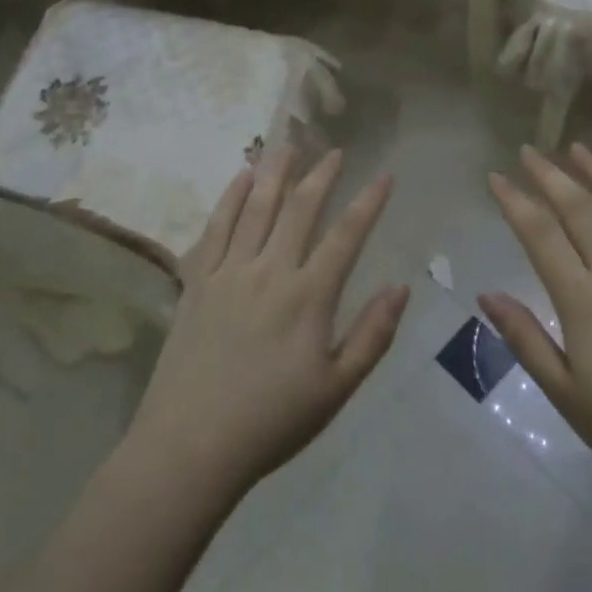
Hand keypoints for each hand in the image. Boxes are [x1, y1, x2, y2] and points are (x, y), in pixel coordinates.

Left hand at [126, 147, 409, 499]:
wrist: (191, 446)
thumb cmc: (271, 421)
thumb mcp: (336, 389)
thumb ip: (372, 335)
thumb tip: (401, 288)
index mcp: (308, 297)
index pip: (346, 236)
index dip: (368, 203)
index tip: (384, 175)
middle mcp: (270, 272)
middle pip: (300, 210)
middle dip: (321, 175)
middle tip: (334, 150)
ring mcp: (229, 272)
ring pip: (256, 208)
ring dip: (275, 173)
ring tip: (288, 145)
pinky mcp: (196, 282)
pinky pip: (215, 228)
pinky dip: (229, 198)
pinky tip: (240, 178)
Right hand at [482, 145, 591, 500]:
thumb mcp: (567, 397)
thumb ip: (526, 341)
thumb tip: (486, 295)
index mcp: (585, 303)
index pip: (541, 237)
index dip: (515, 202)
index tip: (496, 177)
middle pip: (581, 210)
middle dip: (551, 175)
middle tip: (529, 150)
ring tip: (578, 148)